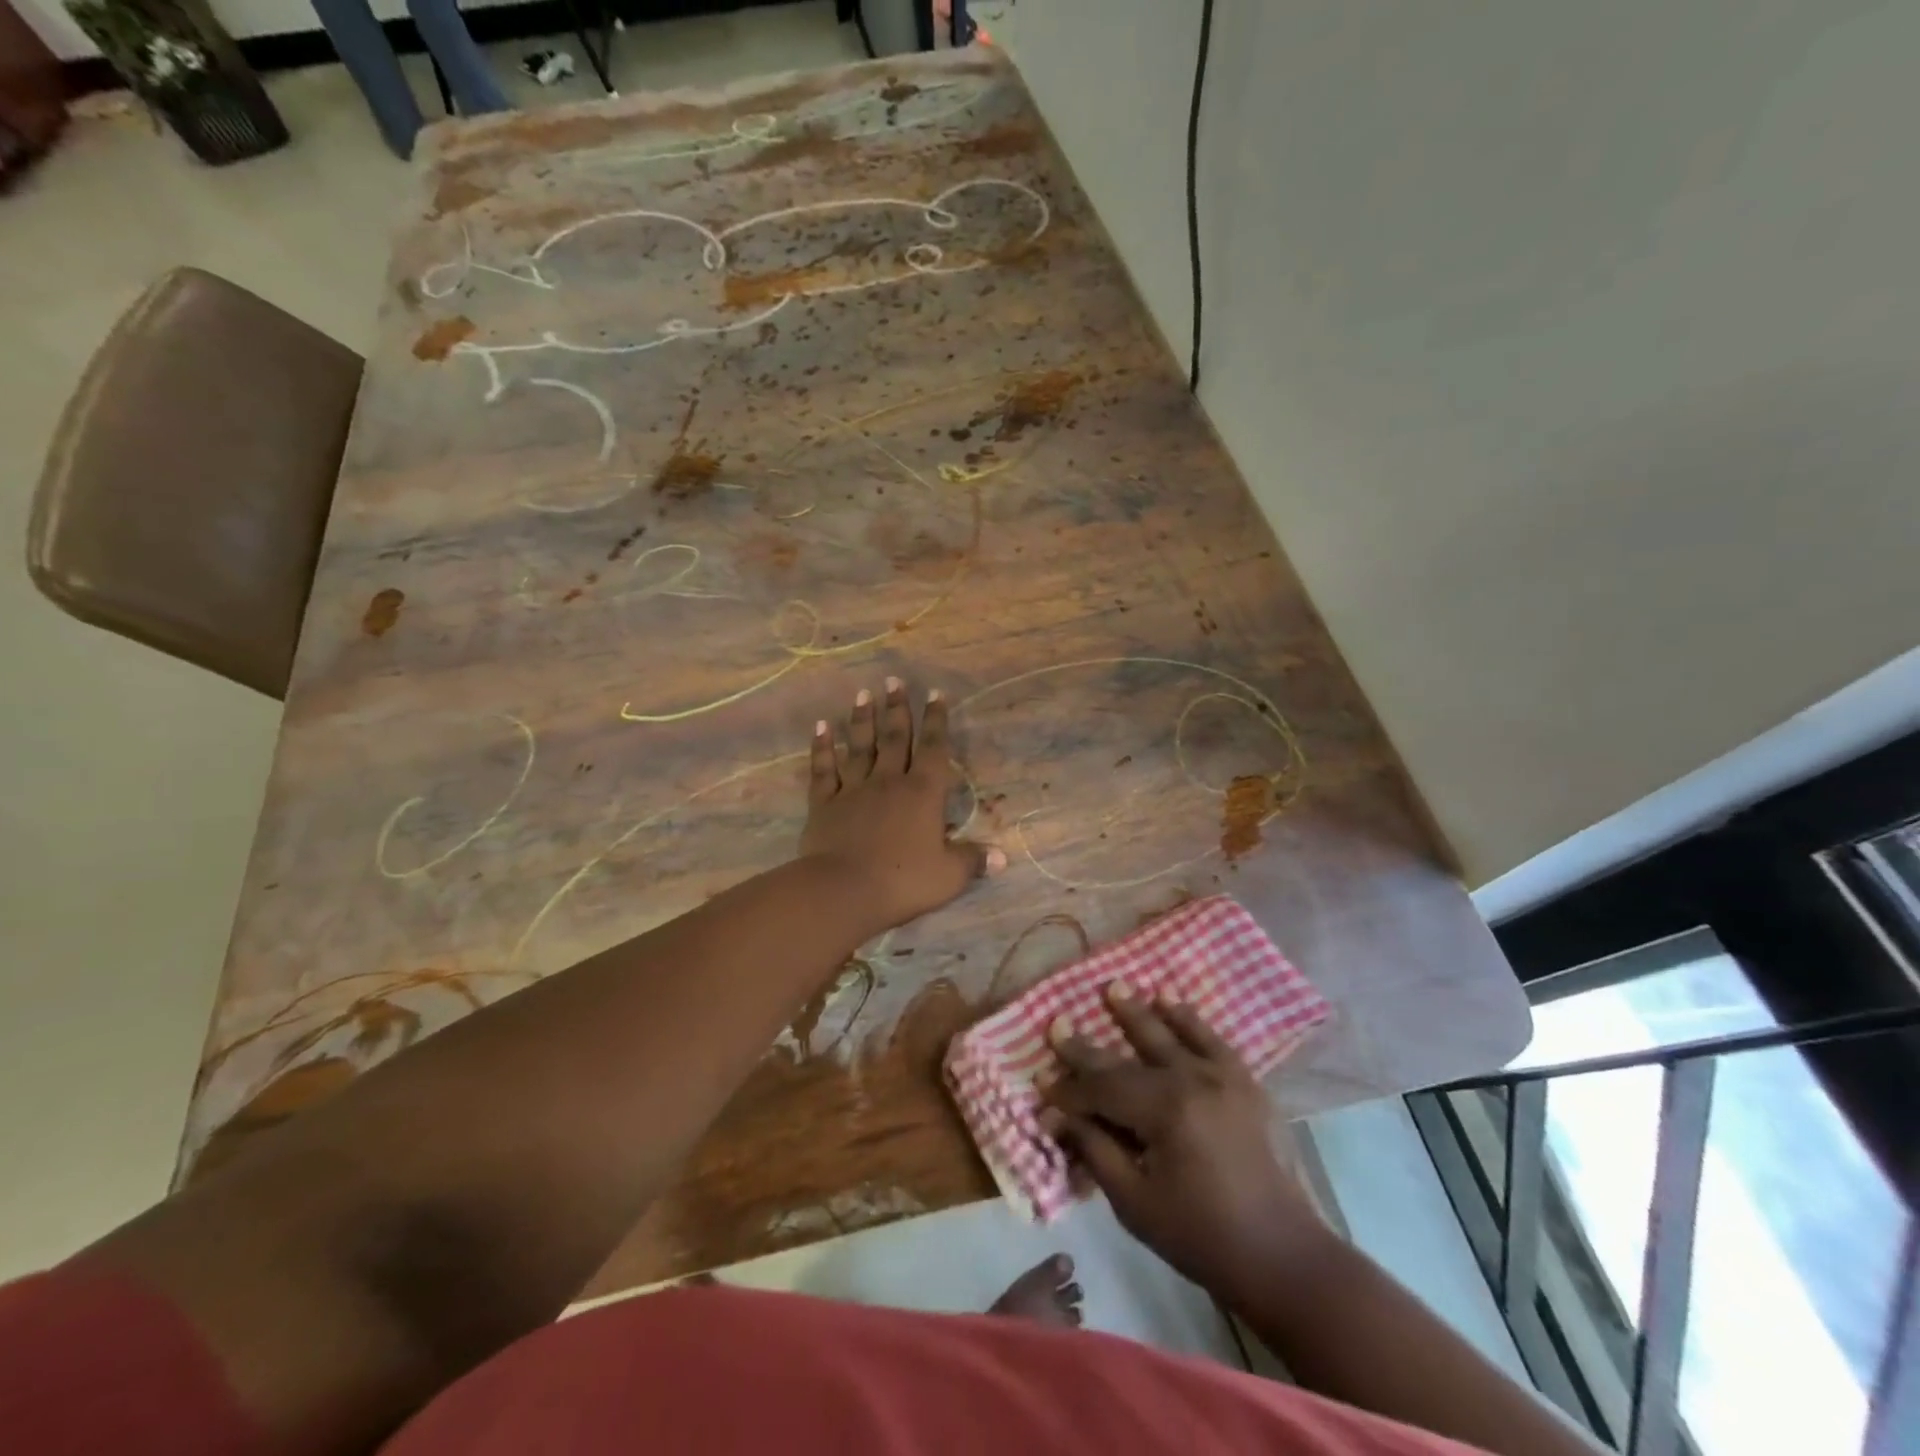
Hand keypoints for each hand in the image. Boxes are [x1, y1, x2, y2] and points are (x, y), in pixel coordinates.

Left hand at [800, 677, 1003, 931]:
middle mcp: (889, 782)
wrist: (844, 890)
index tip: (935, 693)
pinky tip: (820, 727)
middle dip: (897, 708)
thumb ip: (972, 861)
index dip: (936, 721)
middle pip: (895, 738)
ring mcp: (854, 790)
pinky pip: (824, 769)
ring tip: (864, 694)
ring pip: (860, 747)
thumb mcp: (948, 876)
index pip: (934, 749)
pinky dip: (822, 747)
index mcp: (923, 793)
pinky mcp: (824, 804)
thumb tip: (1002, 859)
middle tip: (894, 680)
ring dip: (862, 719)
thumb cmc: (903, 881)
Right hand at [1041, 984, 1334, 1296]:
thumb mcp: (1135, 1202)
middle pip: (1127, 1059)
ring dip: (1136, 1013)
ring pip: (1168, 1034)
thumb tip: (1056, 1117)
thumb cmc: (1201, 1237)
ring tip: (1112, 987)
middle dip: (1088, 1048)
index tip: (1041, 1080)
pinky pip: (1210, 1038)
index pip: (1102, 1090)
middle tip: (1058, 1023)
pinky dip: (1187, 1018)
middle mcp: (1191, 1081)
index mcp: (1164, 1112)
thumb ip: (1095, 1150)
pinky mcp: (1243, 1081)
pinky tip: (1168, 999)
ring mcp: (1221, 1076)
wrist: (1282, 1255)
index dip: (1070, 1089)